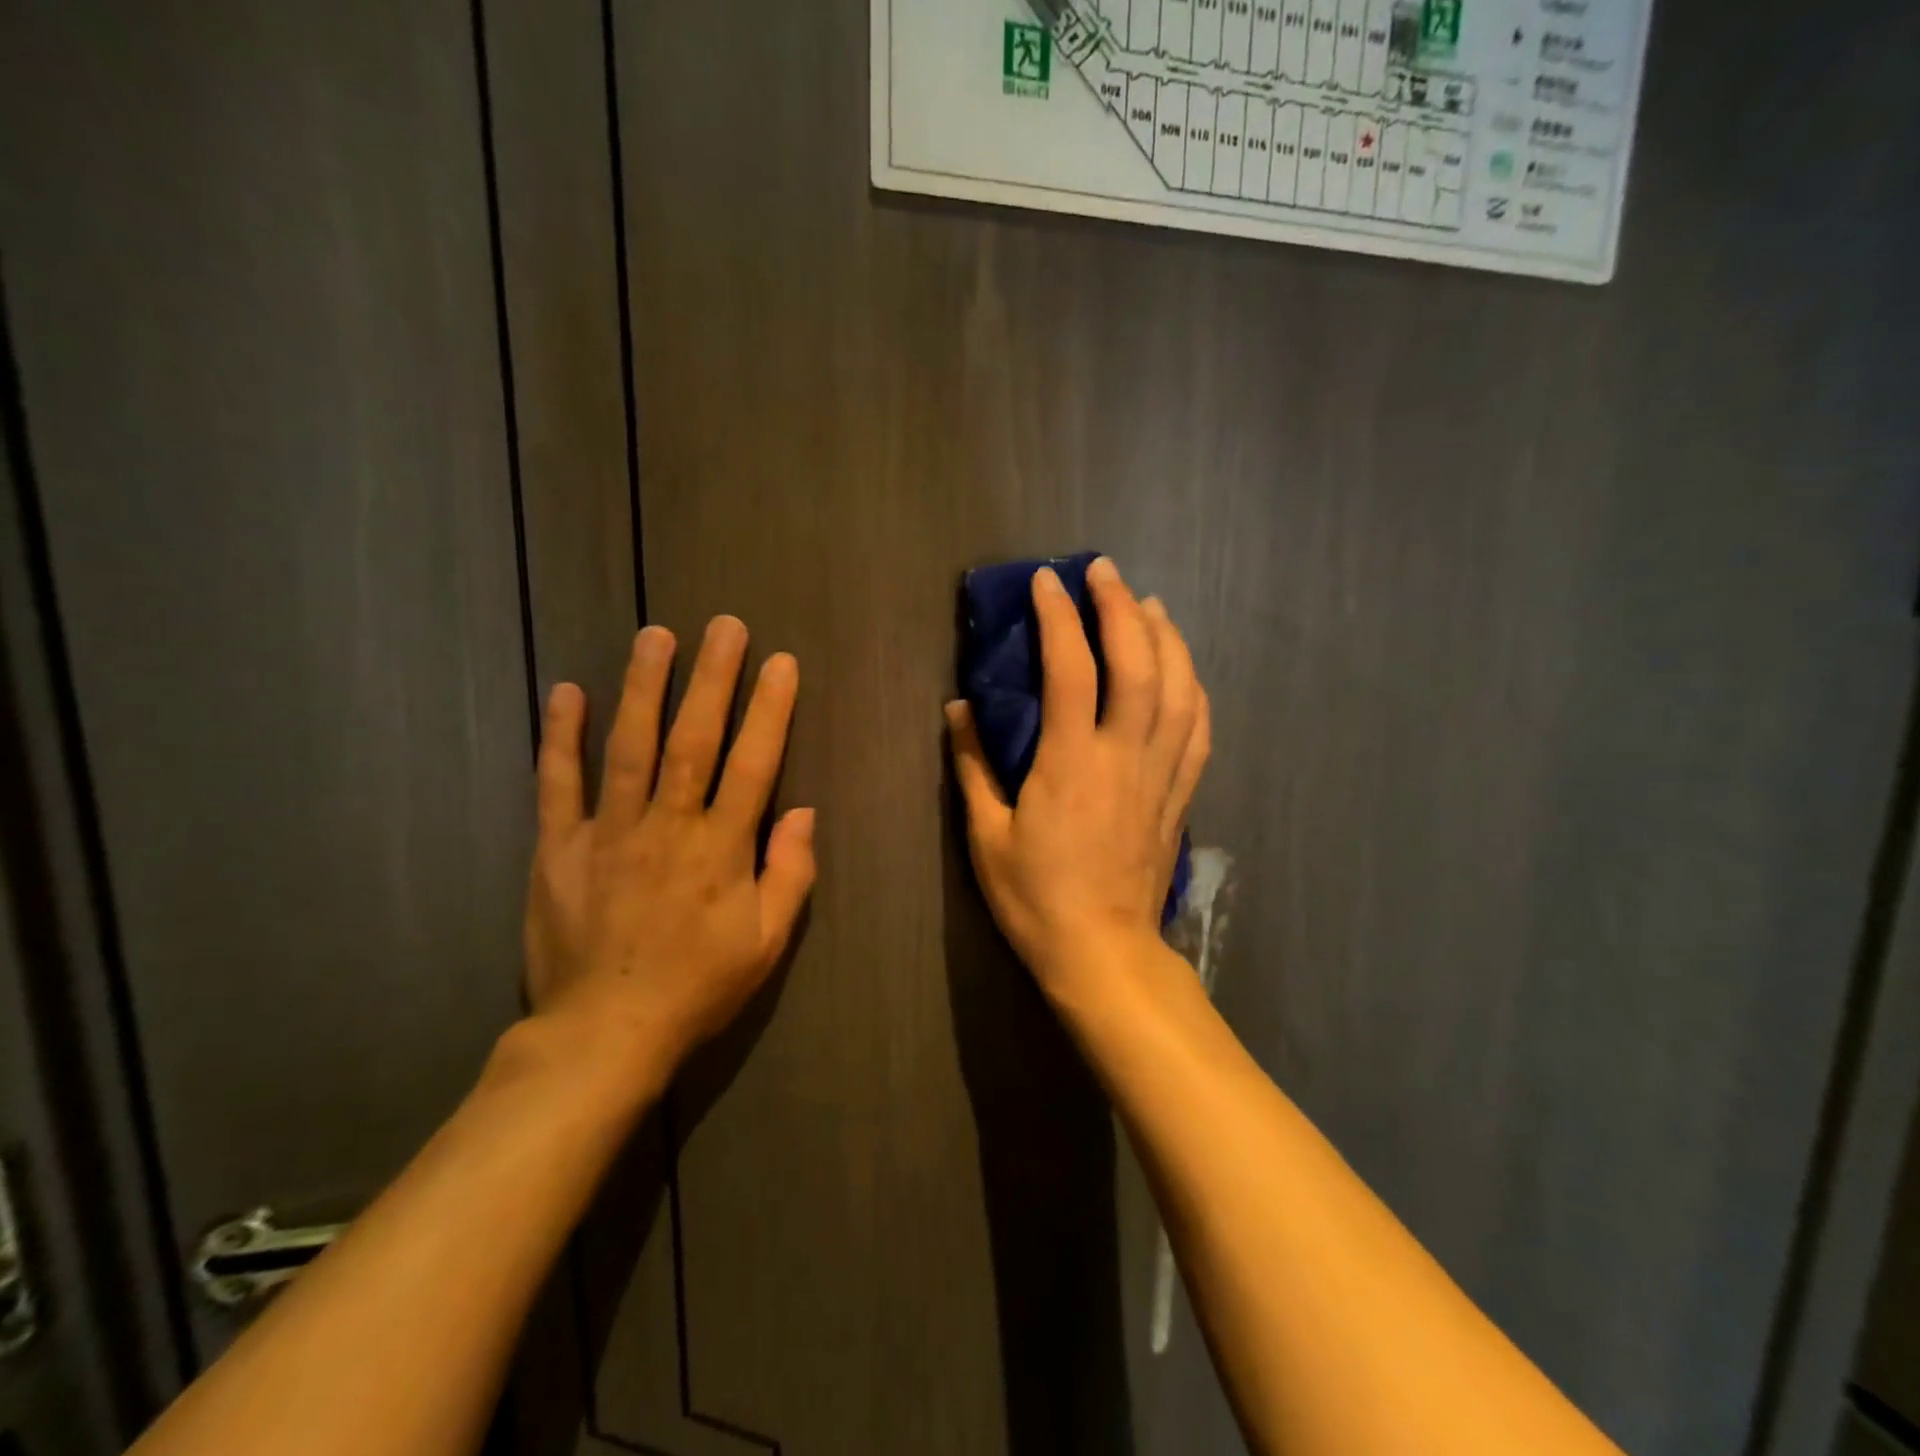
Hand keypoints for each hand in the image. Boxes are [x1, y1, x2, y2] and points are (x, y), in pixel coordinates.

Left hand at [523, 617, 815, 1091]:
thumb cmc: (698, 987)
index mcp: (721, 849)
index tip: (781, 663)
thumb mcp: (767, 943)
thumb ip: (791, 874)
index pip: (754, 763)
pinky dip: (562, 736)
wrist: (604, 1034)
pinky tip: (568, 691)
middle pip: (693, 739)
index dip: (770, 710)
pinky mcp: (558, 848)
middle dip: (712, 678)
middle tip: (724, 625)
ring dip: (644, 687)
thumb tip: (805, 812)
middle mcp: (668, 826)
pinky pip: (557, 784)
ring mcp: (609, 832)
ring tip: (656, 635)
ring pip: (629, 746)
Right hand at [946, 558, 1208, 994]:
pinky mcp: (1179, 795)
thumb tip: (959, 708)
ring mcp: (1160, 775)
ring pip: (1179, 689)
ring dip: (1167, 638)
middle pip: (1138, 664)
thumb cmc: (1035, 898)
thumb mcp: (986, 836)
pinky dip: (1194, 690)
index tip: (1048, 582)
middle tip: (1106, 571)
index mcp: (1070, 762)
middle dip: (1122, 607)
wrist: (1102, 952)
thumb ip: (973, 766)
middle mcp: (1123, 757)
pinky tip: (1185, 670)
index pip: (1070, 669)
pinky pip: (1199, 731)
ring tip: (1150, 605)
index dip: (1059, 617)